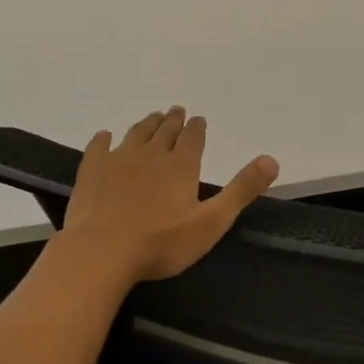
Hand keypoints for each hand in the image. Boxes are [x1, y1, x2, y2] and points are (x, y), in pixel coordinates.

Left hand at [60, 107, 278, 283]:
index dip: (197, 127)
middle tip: (175, 111)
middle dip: (173, 120)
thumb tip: (272, 159)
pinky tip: (104, 136)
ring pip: (136, 134)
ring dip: (146, 124)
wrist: (101, 252)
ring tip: (152, 117)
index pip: (193, 137)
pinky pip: (99, 147)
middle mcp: (151, 154)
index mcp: (181, 166)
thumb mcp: (211, 222)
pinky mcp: (91, 171)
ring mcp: (118, 159)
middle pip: (165, 130)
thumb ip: (241, 191)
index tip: (198, 119)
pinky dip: (104, 139)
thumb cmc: (161, 243)